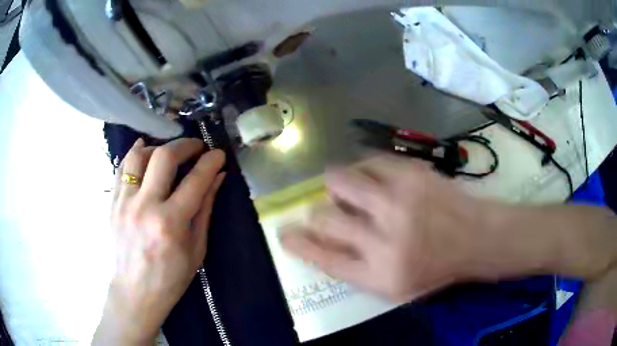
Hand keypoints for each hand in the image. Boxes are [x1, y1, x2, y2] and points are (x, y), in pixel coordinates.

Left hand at [94, 138, 225, 344]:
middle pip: (163, 157)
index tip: (218, 154)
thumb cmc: (171, 278)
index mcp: (170, 224)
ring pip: (138, 156)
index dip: (210, 162)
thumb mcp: (196, 248)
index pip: (195, 180)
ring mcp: (124, 203)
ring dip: (158, 147)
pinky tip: (145, 155)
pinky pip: (121, 168)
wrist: (135, 292)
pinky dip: (135, 156)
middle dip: (185, 144)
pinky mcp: (112, 203)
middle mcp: (144, 207)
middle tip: (196, 147)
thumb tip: (218, 177)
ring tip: (168, 153)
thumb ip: (205, 208)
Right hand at [281, 155, 491, 301]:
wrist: (476, 238)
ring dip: (338, 186)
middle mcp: (384, 237)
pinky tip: (374, 178)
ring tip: (352, 192)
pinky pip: (368, 162)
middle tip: (328, 212)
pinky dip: (364, 169)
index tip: (284, 232)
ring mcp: (398, 201)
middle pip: (324, 217)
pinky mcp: (411, 174)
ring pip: (340, 180)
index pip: (322, 257)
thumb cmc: (436, 269)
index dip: (297, 243)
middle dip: (318, 214)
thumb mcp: (394, 288)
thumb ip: (355, 270)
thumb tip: (320, 242)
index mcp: (378, 273)